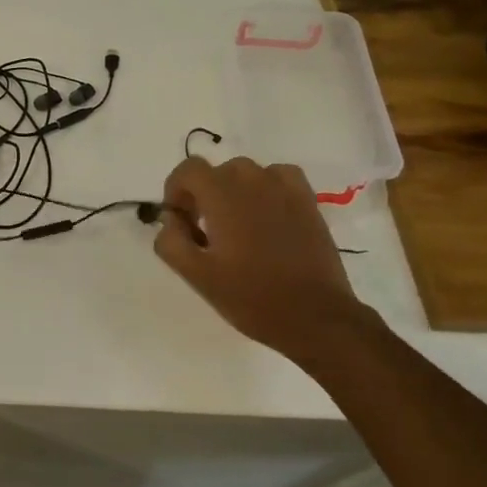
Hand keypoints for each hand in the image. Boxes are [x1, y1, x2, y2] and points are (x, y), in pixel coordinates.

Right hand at [152, 156, 367, 361]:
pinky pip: (278, 177)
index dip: (176, 190)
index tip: (180, 220)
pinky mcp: (307, 201)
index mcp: (222, 195)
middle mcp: (253, 180)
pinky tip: (266, 214)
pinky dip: (265, 188)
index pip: (188, 169)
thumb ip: (171, 240)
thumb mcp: (196, 275)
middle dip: (203, 195)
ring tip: (236, 226)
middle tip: (205, 232)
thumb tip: (171, 219)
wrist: (315, 317)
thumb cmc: (251, 297)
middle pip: (216, 172)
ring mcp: (284, 188)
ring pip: (247, 174)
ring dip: (233, 192)